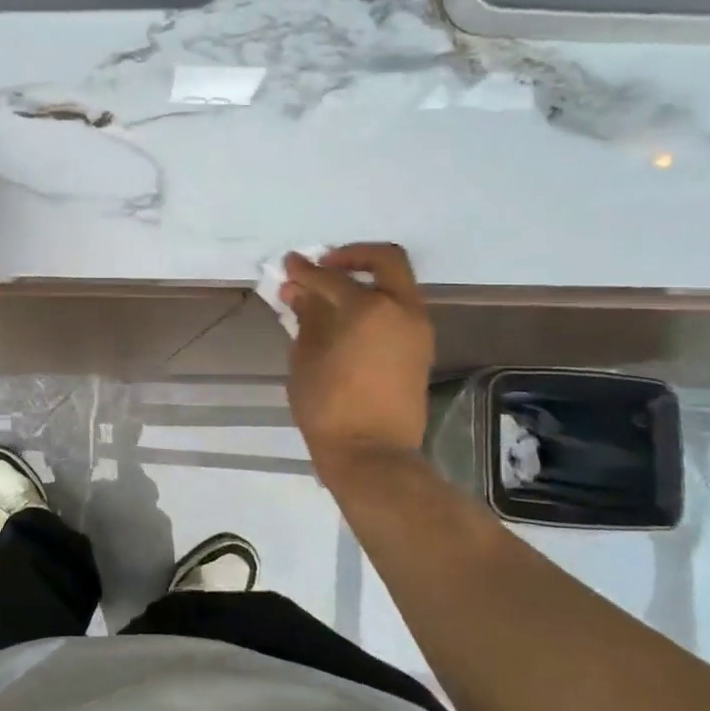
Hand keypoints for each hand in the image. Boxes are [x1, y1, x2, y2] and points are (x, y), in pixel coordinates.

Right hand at [282, 243, 435, 474]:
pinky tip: (347, 321)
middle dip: (353, 256)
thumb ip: (306, 318)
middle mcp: (402, 310)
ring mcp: (417, 330)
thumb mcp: (306, 359)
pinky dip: (376, 304)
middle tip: (325, 266)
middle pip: (386, 261)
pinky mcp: (420, 350)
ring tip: (331, 297)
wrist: (372, 454)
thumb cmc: (329, 406)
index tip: (289, 264)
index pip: (332, 278)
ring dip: (367, 281)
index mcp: (370, 309)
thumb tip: (300, 293)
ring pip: (397, 285)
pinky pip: (399, 310)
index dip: (305, 270)